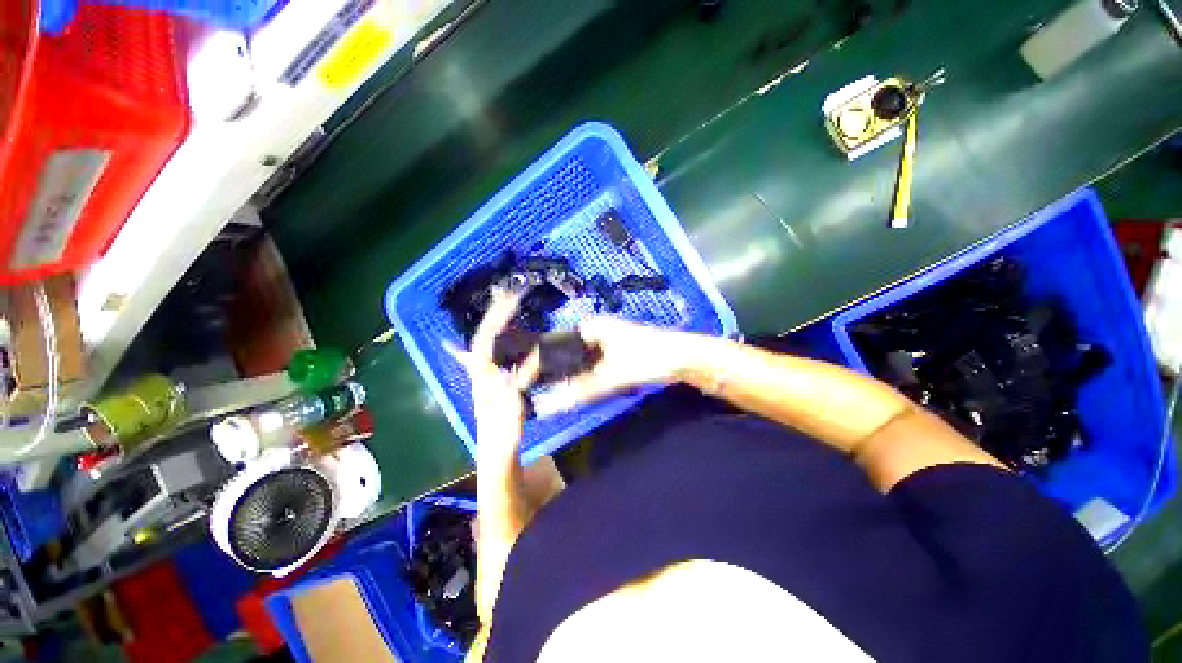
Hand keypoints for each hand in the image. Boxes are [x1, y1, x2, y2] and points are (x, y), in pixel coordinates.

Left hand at [446, 290, 538, 461]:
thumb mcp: (513, 407)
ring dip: (497, 320)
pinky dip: (496, 337)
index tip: (513, 301)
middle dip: (496, 312)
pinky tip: (496, 333)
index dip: (497, 318)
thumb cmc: (501, 432)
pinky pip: (494, 352)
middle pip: (485, 334)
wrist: (495, 451)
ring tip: (508, 303)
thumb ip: (522, 380)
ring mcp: (486, 372)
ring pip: (488, 340)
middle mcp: (480, 369)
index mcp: (482, 374)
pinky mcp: (494, 377)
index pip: (485, 339)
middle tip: (512, 294)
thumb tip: (537, 355)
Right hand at [532, 317, 698, 415]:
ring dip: (568, 377)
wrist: (684, 358)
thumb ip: (581, 390)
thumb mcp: (613, 376)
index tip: (525, 383)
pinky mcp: (614, 353)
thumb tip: (549, 404)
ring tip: (550, 395)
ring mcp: (604, 342)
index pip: (554, 343)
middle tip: (536, 393)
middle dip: (552, 372)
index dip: (538, 362)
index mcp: (590, 327)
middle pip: (564, 353)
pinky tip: (575, 391)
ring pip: (577, 361)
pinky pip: (590, 366)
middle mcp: (594, 331)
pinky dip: (583, 378)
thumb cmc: (649, 358)